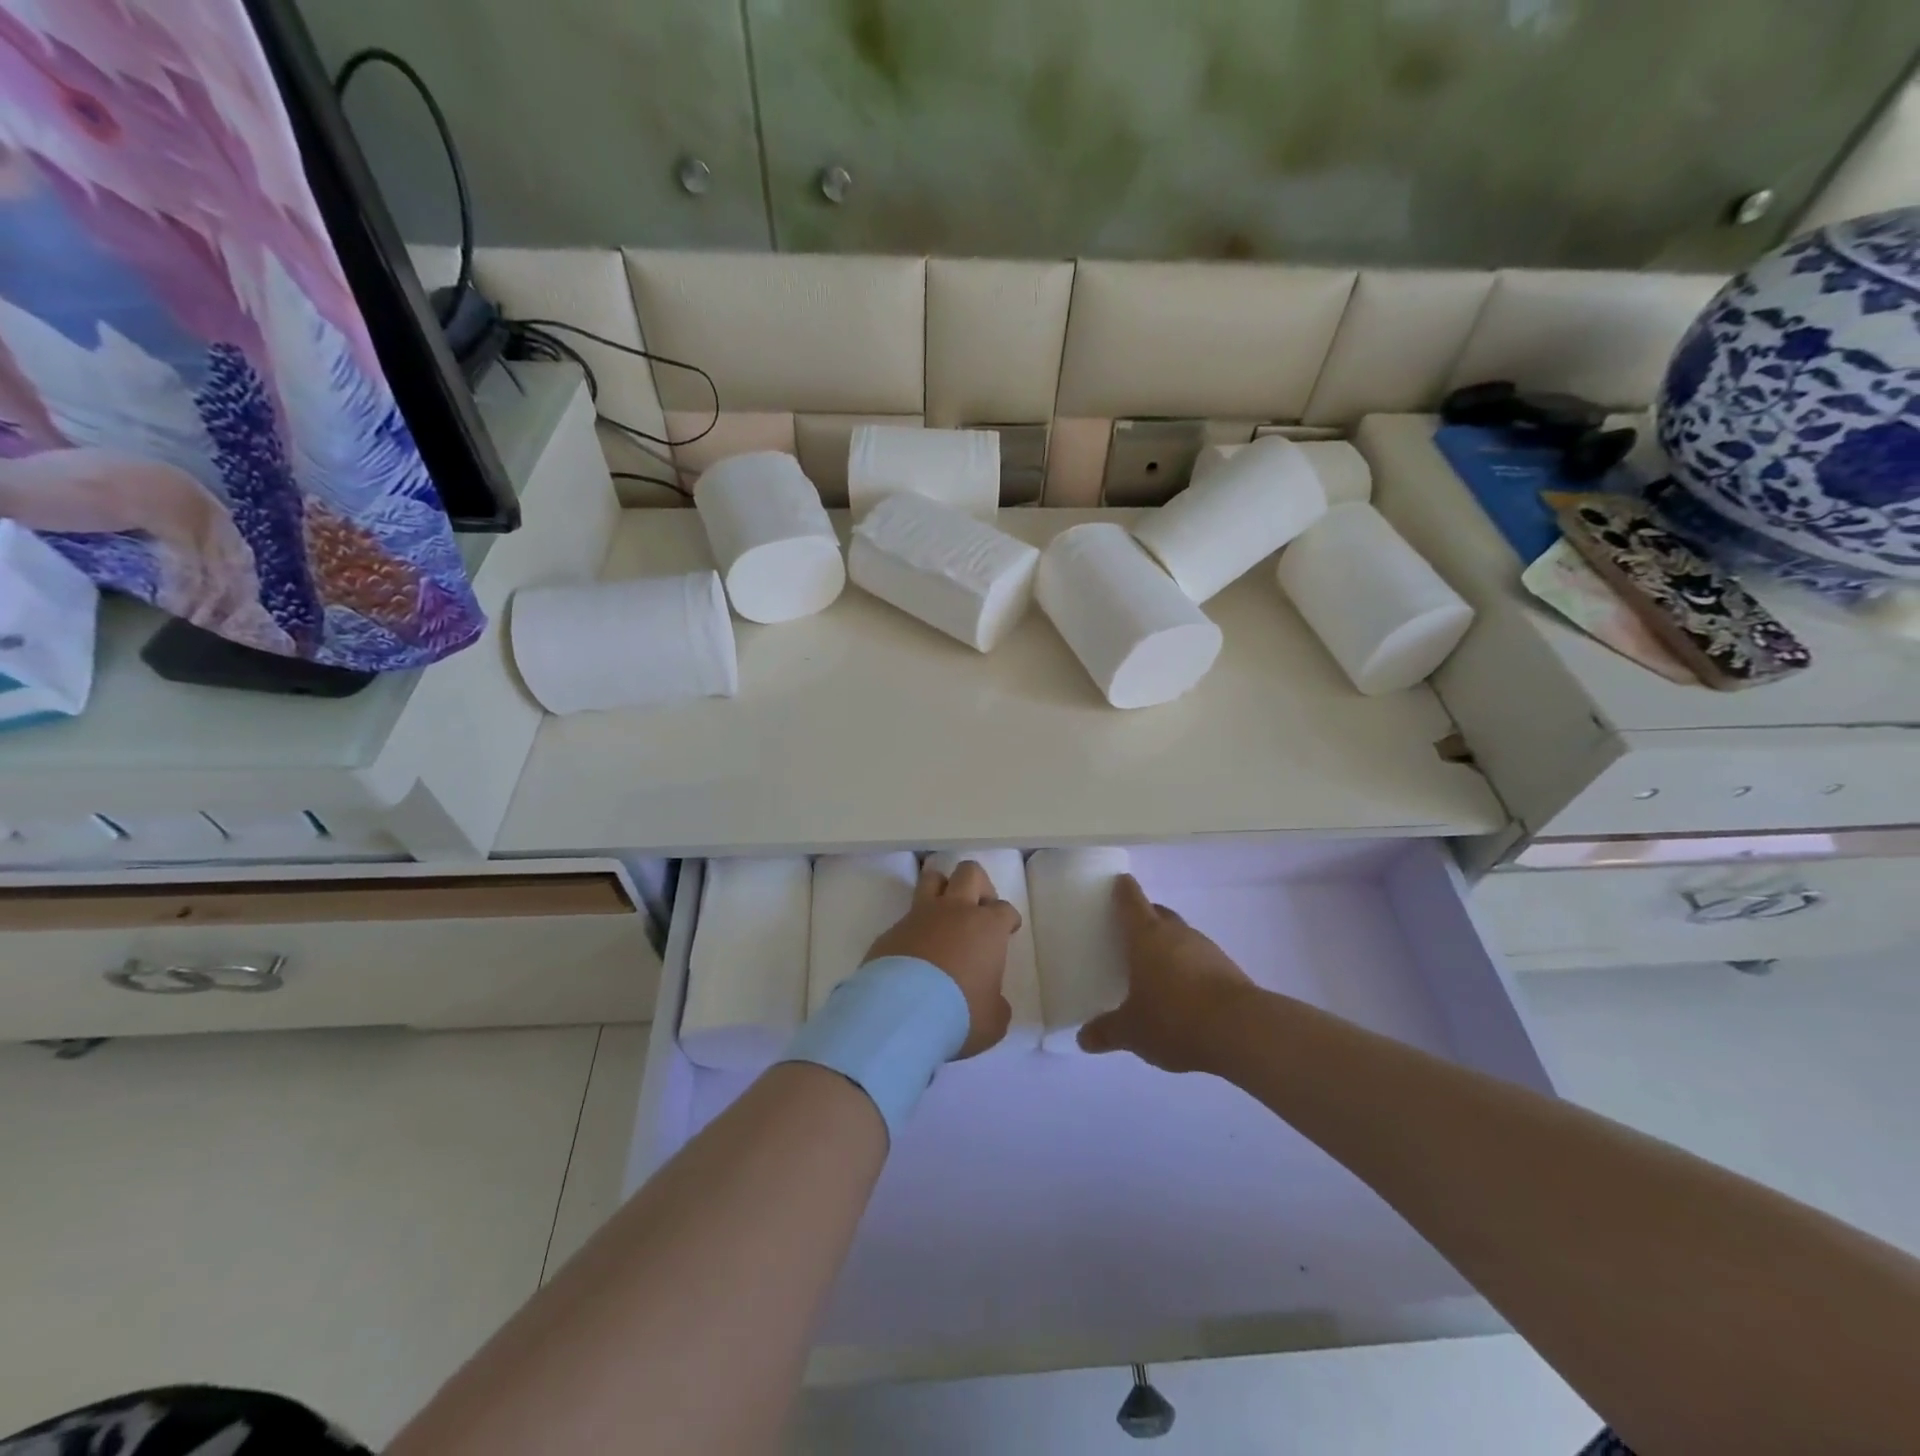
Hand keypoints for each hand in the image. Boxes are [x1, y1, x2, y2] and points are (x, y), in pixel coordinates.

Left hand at [866, 861, 1018, 1058]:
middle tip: (979, 909)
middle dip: (979, 885)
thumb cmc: (959, 1013)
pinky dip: (914, 928)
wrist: (901, 1012)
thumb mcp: (992, 1020)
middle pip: (969, 873)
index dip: (1008, 919)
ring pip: (932, 878)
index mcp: (986, 927)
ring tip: (944, 914)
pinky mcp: (891, 930)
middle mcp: (954, 911)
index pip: (1005, 909)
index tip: (1008, 930)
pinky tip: (913, 953)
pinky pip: (906, 918)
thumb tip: (991, 1003)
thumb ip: (996, 1005)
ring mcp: (919, 916)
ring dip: (941, 889)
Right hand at [1078, 874, 1256, 1072]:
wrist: (1242, 1030)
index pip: (1131, 899)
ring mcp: (1206, 948)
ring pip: (1181, 936)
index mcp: (1146, 935)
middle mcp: (1176, 933)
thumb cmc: (1174, 1018)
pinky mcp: (1228, 969)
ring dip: (1168, 944)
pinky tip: (1183, 991)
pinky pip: (1200, 958)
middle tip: (1129, 933)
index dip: (1123, 889)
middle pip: (1158, 912)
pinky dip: (1188, 966)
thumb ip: (1106, 1032)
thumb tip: (1084, 1039)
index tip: (1117, 883)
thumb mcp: (1132, 1031)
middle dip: (1145, 917)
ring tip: (1155, 967)